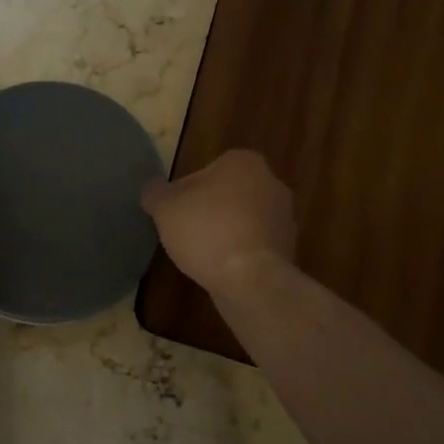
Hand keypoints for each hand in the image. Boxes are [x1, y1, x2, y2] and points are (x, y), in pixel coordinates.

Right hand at [141, 149, 295, 293]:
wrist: (251, 280)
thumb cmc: (207, 230)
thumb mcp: (165, 207)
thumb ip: (155, 192)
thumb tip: (154, 189)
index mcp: (244, 162)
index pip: (207, 169)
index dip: (185, 191)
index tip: (174, 212)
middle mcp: (271, 183)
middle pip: (227, 194)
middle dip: (209, 210)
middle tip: (185, 231)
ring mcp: (284, 218)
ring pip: (243, 220)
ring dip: (225, 232)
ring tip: (202, 254)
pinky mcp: (288, 249)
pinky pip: (254, 245)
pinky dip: (239, 253)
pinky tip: (221, 269)